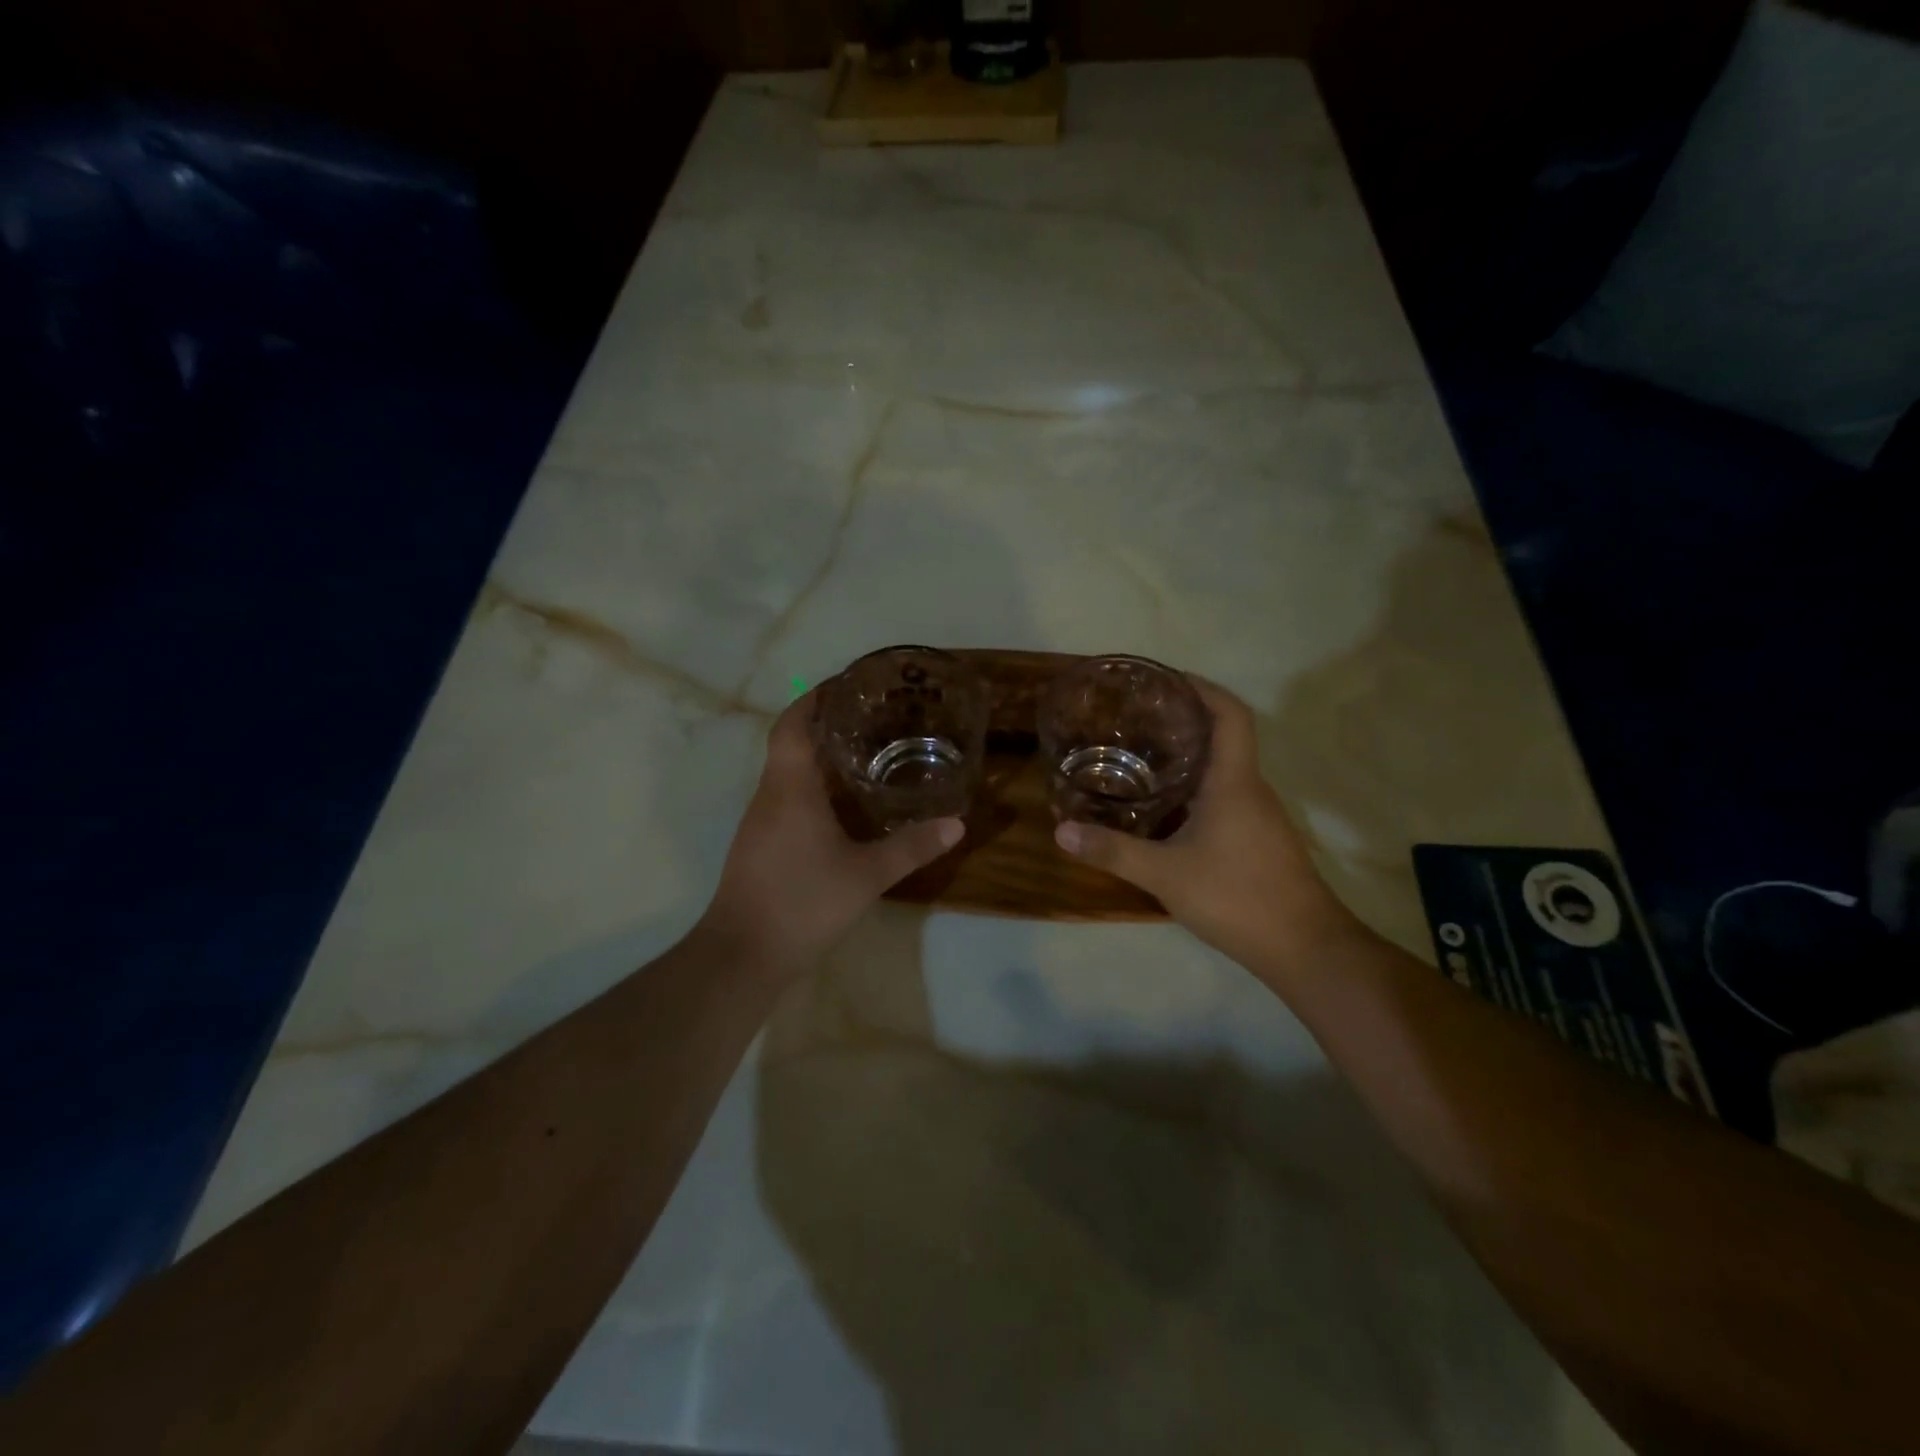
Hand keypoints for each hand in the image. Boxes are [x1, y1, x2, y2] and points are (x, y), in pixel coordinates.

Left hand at [699, 692, 963, 979]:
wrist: (744, 954)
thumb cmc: (802, 902)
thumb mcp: (866, 875)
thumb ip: (911, 847)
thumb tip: (956, 824)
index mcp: (789, 788)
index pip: (791, 724)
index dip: (812, 699)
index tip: (844, 686)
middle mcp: (769, 796)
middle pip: (790, 743)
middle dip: (825, 725)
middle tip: (871, 719)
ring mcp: (760, 822)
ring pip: (787, 773)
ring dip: (819, 758)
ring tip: (865, 755)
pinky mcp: (760, 845)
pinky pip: (786, 798)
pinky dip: (812, 788)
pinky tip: (842, 805)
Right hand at [1054, 677, 1362, 977]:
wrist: (1304, 948)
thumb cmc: (1238, 897)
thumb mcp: (1165, 874)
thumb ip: (1113, 851)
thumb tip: (1061, 830)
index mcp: (1233, 781)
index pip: (1230, 715)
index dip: (1203, 689)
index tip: (1168, 680)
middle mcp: (1250, 789)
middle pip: (1222, 738)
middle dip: (1183, 722)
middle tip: (1136, 721)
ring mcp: (1258, 816)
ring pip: (1221, 772)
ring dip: (1187, 759)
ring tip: (1139, 759)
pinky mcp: (1258, 840)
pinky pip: (1223, 798)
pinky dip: (1193, 792)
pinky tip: (1162, 812)